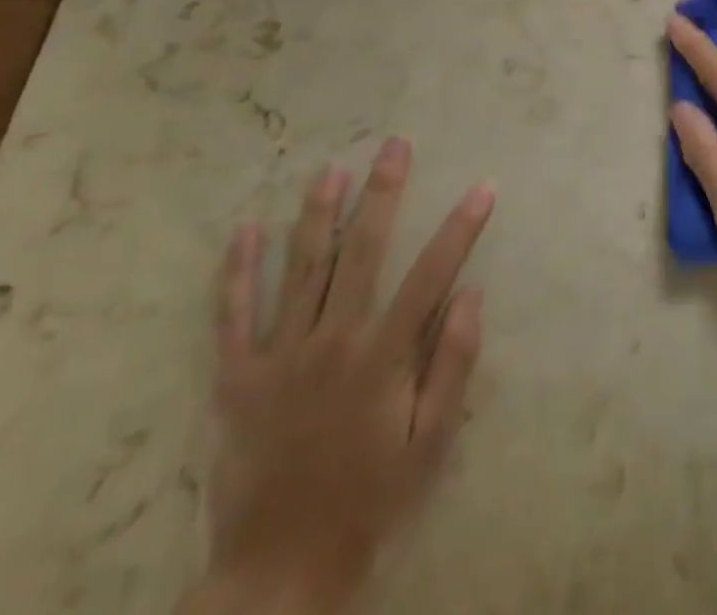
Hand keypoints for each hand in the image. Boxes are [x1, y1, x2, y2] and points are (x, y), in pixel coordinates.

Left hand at [193, 142, 494, 614]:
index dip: (460, 227)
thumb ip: (452, 365)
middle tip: (395, 144)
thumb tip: (472, 293)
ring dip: (318, 212)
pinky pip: (233, 315)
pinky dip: (238, 270)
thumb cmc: (369, 499)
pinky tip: (246, 229)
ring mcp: (279, 356)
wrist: (279, 571)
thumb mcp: (429, 443)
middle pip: (362, 250)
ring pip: (301, 267)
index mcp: (381, 356)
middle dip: (383, 192)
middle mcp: (331, 341)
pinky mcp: (237, 378)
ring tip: (331, 168)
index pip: (431, 274)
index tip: (483, 187)